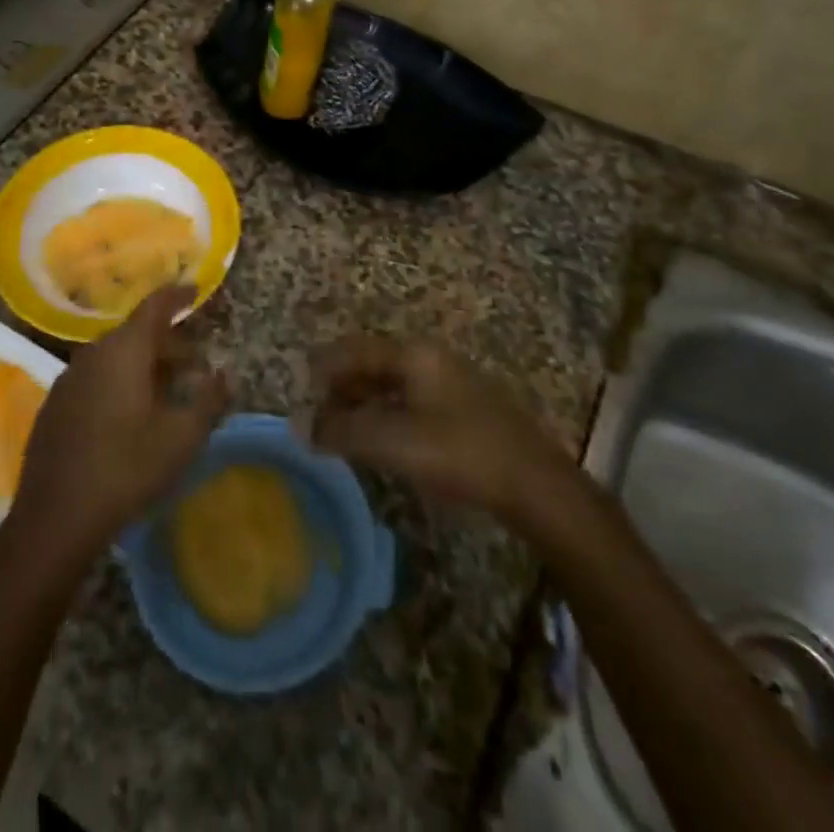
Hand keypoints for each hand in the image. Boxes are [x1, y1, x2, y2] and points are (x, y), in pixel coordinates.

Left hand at [8, 285, 228, 567]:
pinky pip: (95, 378)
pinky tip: (130, 416)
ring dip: (144, 366)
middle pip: (136, 334)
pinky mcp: (55, 406)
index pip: (155, 306)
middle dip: (168, 344)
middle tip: (195, 365)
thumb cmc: (126, 469)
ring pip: (114, 358)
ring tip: (167, 392)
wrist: (54, 519)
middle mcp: (93, 354)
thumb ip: (209, 399)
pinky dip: (119, 382)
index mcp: (125, 351)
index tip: (194, 291)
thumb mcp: (182, 438)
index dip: (177, 295)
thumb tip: (227, 373)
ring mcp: (69, 379)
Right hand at [310, 335, 571, 527]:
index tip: (300, 389)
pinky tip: (381, 441)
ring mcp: (450, 382)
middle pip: (372, 363)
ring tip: (342, 431)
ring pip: (392, 384)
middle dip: (341, 386)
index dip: (323, 367)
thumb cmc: (459, 452)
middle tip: (318, 416)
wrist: (534, 483)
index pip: (354, 349)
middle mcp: (429, 359)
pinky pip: (410, 401)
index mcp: (413, 355)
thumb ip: (343, 431)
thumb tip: (300, 425)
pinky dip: (385, 415)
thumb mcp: (393, 441)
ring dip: (363, 403)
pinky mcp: (463, 409)